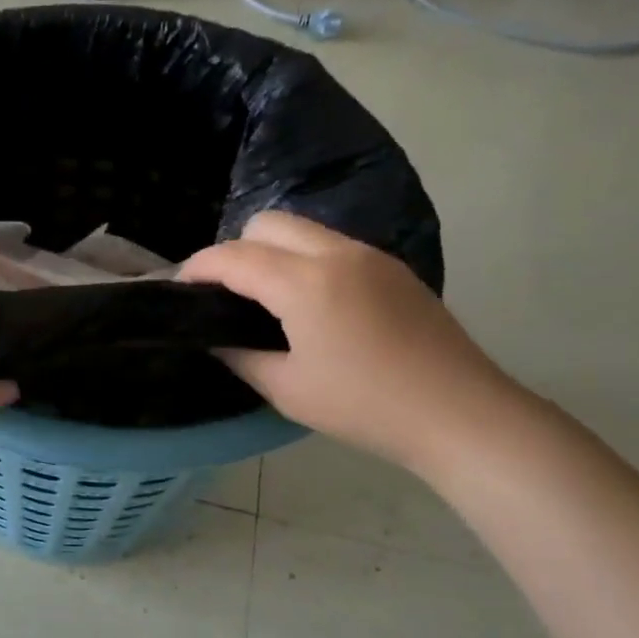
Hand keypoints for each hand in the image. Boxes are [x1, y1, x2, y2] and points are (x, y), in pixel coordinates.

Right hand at [181, 212, 518, 473]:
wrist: (460, 413)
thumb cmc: (364, 406)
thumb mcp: (286, 389)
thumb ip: (240, 356)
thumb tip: (215, 339)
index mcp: (304, 283)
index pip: (233, 257)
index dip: (197, 267)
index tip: (178, 287)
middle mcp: (336, 254)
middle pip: (266, 224)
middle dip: (234, 250)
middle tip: (225, 294)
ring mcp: (370, 256)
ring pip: (302, 229)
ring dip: (272, 251)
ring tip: (265, 299)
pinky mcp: (393, 268)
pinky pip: (332, 246)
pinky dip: (305, 260)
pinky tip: (311, 305)